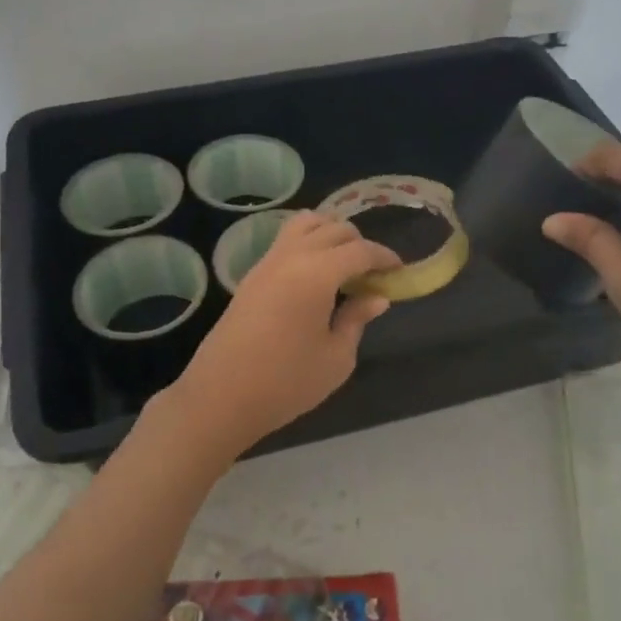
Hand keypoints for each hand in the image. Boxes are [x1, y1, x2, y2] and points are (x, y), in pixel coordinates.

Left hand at [160, 213, 398, 455]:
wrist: (220, 396)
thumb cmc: (286, 382)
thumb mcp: (336, 358)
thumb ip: (357, 319)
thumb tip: (376, 297)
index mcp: (317, 273)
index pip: (360, 250)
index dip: (384, 257)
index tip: (399, 271)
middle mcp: (291, 256)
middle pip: (333, 228)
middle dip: (359, 244)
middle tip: (373, 274)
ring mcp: (267, 262)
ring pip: (305, 224)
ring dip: (330, 235)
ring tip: (343, 266)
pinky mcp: (251, 275)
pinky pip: (286, 241)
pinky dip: (308, 244)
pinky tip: (317, 276)